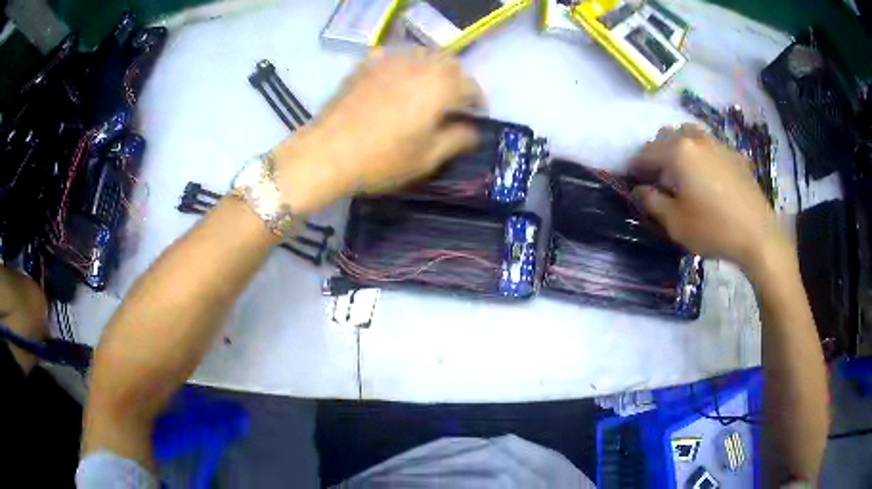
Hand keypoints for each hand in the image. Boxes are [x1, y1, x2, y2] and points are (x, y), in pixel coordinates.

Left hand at [273, 48, 482, 213]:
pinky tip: (398, 80)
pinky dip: (405, 64)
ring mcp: (390, 60)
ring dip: (434, 68)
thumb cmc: (382, 159)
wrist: (327, 153)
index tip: (475, 115)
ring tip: (428, 89)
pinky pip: (396, 55)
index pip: (470, 85)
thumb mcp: (427, 158)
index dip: (477, 100)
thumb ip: (457, 139)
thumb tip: (472, 130)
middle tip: (454, 101)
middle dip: (457, 80)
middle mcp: (419, 65)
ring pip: (424, 54)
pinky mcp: (367, 64)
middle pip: (449, 64)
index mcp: (440, 86)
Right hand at [629, 124, 788, 272]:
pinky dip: (701, 153)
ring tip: (684, 172)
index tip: (633, 181)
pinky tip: (708, 176)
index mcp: (678, 152)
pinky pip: (710, 145)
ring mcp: (718, 143)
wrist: (757, 235)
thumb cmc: (713, 229)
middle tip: (659, 178)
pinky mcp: (735, 154)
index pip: (646, 153)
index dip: (636, 167)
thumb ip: (652, 202)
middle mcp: (696, 139)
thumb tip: (639, 189)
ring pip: (690, 134)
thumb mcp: (675, 222)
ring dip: (680, 147)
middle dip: (658, 153)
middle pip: (667, 136)